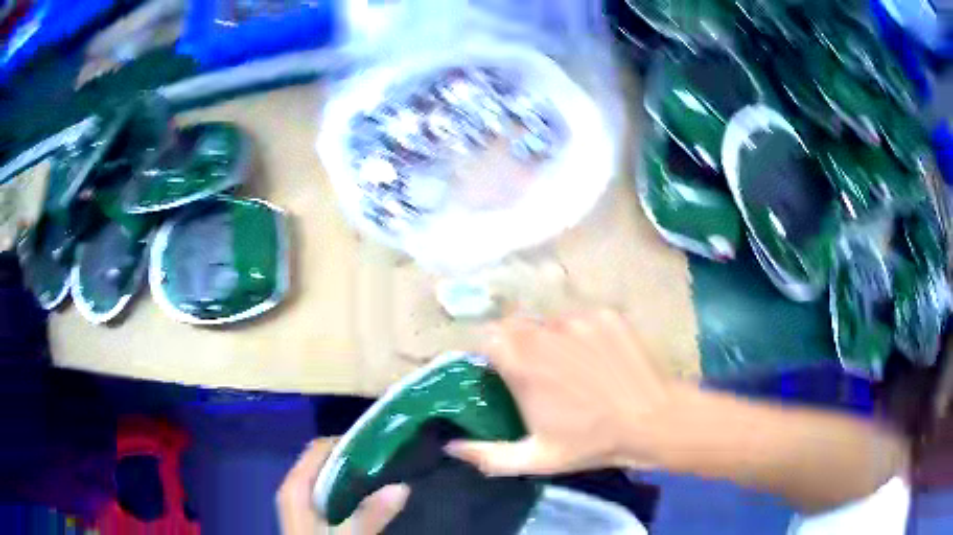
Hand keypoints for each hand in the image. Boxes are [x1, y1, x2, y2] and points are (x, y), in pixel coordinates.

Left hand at [277, 438, 409, 533]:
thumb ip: (371, 514)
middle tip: (386, 463)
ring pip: (327, 478)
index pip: (319, 449)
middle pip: (323, 462)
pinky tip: (367, 500)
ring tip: (383, 478)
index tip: (380, 445)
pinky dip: (347, 491)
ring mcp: (300, 502)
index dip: (348, 443)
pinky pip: (327, 493)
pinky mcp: (308, 515)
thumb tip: (403, 487)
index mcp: (295, 486)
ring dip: (352, 477)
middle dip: (353, 460)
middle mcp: (294, 488)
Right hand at [445, 309, 687, 475]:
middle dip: (519, 344)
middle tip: (538, 372)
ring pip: (550, 322)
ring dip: (552, 340)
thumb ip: (487, 455)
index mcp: (524, 365)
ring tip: (573, 367)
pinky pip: (581, 318)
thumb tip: (450, 446)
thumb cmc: (592, 443)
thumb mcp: (536, 459)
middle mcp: (547, 334)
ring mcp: (579, 321)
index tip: (501, 369)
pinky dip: (582, 334)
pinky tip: (599, 358)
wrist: (654, 421)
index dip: (491, 350)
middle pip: (517, 325)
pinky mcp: (606, 316)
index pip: (489, 336)